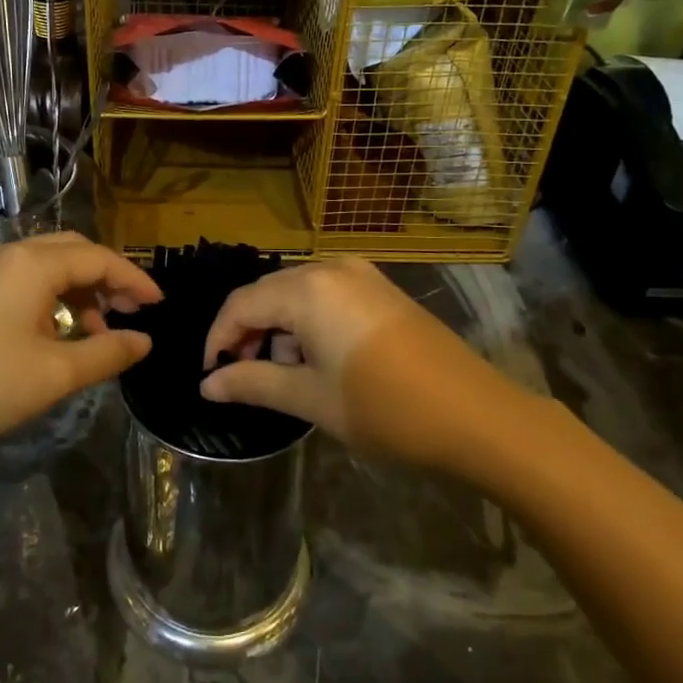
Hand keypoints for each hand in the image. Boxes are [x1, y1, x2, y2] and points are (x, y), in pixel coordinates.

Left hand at [0, 233, 159, 460]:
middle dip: (108, 277)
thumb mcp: (56, 373)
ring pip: (48, 264)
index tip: (160, 305)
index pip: (98, 258)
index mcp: (32, 264)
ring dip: (80, 288)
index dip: (134, 279)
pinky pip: (25, 278)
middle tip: (133, 310)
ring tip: (98, 328)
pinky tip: (60, 329)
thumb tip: (145, 341)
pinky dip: (53, 295)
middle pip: (73, 251)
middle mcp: (9, 254)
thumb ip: (108, 352)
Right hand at [200, 258, 517, 465]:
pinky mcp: (381, 289)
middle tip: (244, 378)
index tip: (211, 377)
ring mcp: (361, 275)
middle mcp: (330, 268)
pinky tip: (319, 361)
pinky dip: (309, 323)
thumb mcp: (310, 398)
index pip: (240, 304)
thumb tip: (206, 386)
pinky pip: (326, 296)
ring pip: (297, 294)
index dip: (218, 339)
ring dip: (280, 330)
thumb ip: (252, 383)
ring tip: (285, 376)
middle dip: (249, 334)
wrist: (476, 414)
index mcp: (307, 289)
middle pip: (268, 293)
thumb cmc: (384, 407)